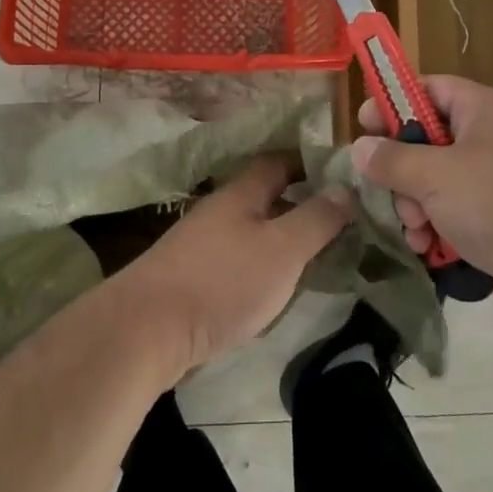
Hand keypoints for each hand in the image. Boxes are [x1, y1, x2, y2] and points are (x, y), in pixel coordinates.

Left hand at [112, 154, 351, 372]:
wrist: (147, 330)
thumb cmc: (222, 282)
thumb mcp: (282, 250)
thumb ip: (316, 219)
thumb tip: (345, 187)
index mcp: (241, 193)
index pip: (278, 161)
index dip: (309, 162)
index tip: (341, 174)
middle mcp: (219, 210)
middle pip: (264, 195)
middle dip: (299, 201)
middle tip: (339, 218)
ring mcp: (201, 243)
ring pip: (251, 228)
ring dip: (281, 235)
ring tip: (315, 253)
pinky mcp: (192, 277)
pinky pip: (237, 257)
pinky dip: (261, 262)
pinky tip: (274, 285)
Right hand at [352, 76, 492, 337]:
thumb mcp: (437, 174)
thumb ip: (393, 160)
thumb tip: (360, 148)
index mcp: (482, 111)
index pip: (429, 88)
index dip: (394, 101)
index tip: (362, 125)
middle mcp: (491, 142)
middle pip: (428, 142)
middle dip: (402, 171)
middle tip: (391, 194)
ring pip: (438, 185)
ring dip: (416, 208)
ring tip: (416, 233)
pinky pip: (457, 219)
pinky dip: (439, 233)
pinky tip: (429, 253)